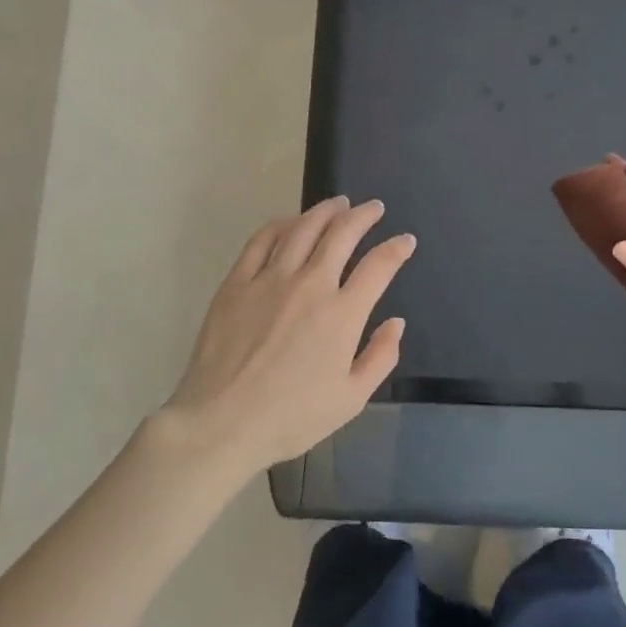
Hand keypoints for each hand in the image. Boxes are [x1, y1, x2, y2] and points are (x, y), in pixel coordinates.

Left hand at [162, 195, 414, 474]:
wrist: (221, 422)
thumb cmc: (291, 417)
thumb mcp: (351, 399)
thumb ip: (380, 357)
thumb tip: (396, 323)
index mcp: (343, 313)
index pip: (379, 266)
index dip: (397, 248)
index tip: (405, 241)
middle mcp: (310, 284)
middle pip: (342, 234)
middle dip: (363, 216)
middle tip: (374, 208)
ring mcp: (270, 279)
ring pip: (303, 228)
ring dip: (325, 211)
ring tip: (338, 204)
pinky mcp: (237, 282)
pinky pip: (262, 241)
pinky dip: (281, 224)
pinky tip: (290, 221)